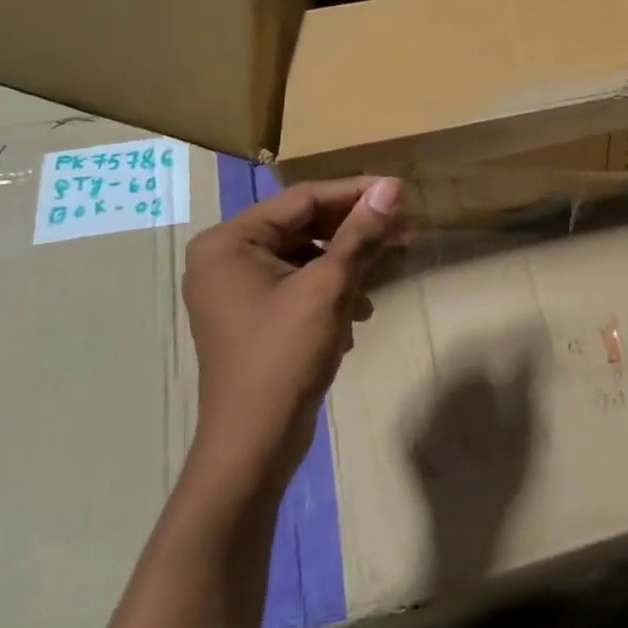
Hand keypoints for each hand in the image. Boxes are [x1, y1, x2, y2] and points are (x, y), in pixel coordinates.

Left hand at [182, 176, 400, 490]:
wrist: (254, 441)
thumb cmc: (285, 355)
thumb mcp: (329, 288)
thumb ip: (360, 234)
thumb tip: (391, 187)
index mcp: (229, 241)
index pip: (303, 199)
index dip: (355, 192)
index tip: (400, 191)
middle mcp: (224, 257)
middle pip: (302, 225)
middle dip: (353, 231)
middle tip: (402, 230)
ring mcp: (235, 288)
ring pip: (304, 255)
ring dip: (345, 263)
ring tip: (380, 277)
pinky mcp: (251, 314)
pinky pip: (297, 283)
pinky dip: (329, 290)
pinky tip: (355, 314)